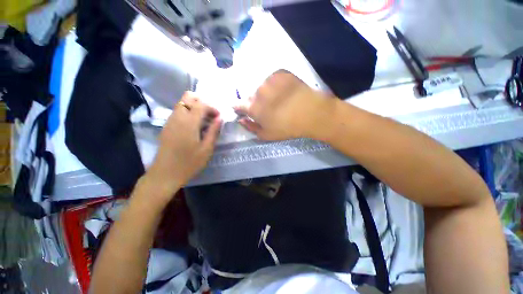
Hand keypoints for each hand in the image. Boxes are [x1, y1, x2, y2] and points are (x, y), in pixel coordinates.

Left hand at [143, 92, 221, 201]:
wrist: (165, 174)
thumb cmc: (189, 163)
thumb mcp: (206, 149)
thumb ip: (214, 131)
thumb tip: (220, 118)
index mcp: (188, 123)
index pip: (201, 104)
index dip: (212, 107)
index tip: (219, 117)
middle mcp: (177, 117)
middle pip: (188, 97)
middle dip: (202, 102)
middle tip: (210, 115)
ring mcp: (170, 121)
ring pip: (182, 103)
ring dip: (195, 107)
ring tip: (204, 121)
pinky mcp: (167, 126)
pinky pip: (178, 111)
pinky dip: (189, 112)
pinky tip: (194, 126)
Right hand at [234, 70, 334, 140]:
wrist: (310, 113)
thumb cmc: (287, 127)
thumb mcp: (267, 135)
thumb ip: (251, 128)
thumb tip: (241, 120)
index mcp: (253, 108)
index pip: (238, 105)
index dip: (239, 107)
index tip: (242, 109)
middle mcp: (258, 92)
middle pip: (252, 96)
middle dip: (256, 102)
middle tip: (268, 108)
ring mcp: (269, 80)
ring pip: (262, 87)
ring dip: (266, 92)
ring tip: (278, 99)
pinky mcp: (280, 73)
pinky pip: (273, 79)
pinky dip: (276, 85)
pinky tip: (285, 91)